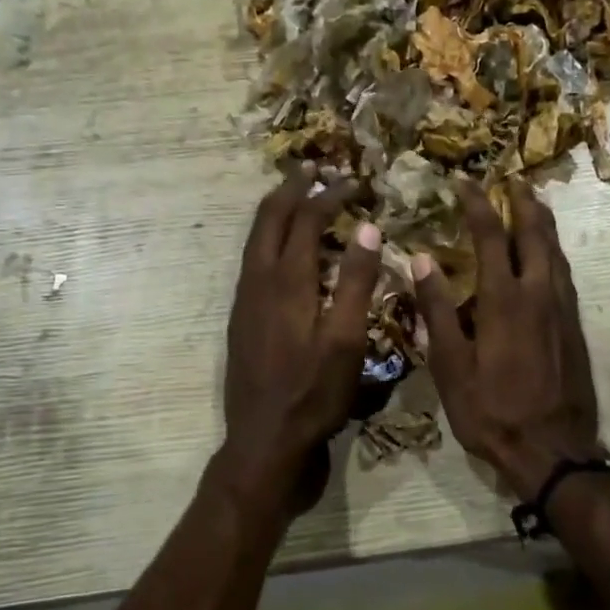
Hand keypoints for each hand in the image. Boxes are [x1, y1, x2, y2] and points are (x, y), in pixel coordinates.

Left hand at [215, 167, 380, 521]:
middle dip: (291, 188)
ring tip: (296, 195)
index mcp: (285, 282)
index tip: (354, 181)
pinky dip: (269, 238)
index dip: (331, 195)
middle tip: (313, 168)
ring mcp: (244, 300)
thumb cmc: (313, 394)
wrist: (264, 441)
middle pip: (269, 218)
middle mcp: (257, 281)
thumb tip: (367, 228)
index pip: (306, 220)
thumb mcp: (346, 341)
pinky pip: (253, 260)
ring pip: (255, 239)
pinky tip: (284, 250)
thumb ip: (355, 283)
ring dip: (276, 210)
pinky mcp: (242, 318)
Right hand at [412, 181, 602, 499]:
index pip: (490, 236)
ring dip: (542, 223)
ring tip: (531, 204)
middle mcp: (539, 294)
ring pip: (556, 252)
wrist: (553, 451)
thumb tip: (422, 260)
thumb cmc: (492, 412)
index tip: (463, 182)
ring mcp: (562, 310)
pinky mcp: (574, 327)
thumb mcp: (451, 367)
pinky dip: (553, 251)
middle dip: (522, 202)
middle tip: (510, 179)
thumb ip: (439, 310)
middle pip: (535, 234)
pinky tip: (547, 255)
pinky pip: (564, 274)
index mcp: (505, 301)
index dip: (477, 204)